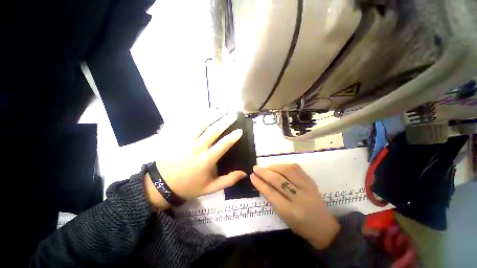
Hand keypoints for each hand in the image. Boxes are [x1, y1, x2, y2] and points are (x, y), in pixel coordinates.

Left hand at [146, 113, 246, 208]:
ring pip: (202, 124)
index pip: (223, 144)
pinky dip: (199, 117)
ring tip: (221, 110)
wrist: (161, 185)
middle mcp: (198, 147)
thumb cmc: (189, 186)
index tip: (240, 130)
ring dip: (213, 116)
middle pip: (214, 130)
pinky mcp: (178, 138)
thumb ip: (228, 180)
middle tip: (233, 115)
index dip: (233, 136)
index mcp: (207, 160)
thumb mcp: (210, 188)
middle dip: (225, 121)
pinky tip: (205, 113)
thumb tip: (244, 173)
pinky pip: (190, 124)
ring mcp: (186, 141)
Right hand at [250, 164, 339, 248]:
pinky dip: (285, 165)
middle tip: (256, 168)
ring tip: (267, 167)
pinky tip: (279, 167)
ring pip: (287, 171)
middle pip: (278, 180)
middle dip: (264, 172)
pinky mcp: (311, 181)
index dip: (259, 183)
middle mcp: (299, 198)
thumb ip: (272, 199)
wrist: (323, 226)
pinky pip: (296, 168)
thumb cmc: (300, 225)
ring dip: (274, 166)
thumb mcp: (283, 216)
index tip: (252, 176)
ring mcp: (307, 187)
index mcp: (290, 211)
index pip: (270, 193)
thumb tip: (261, 182)